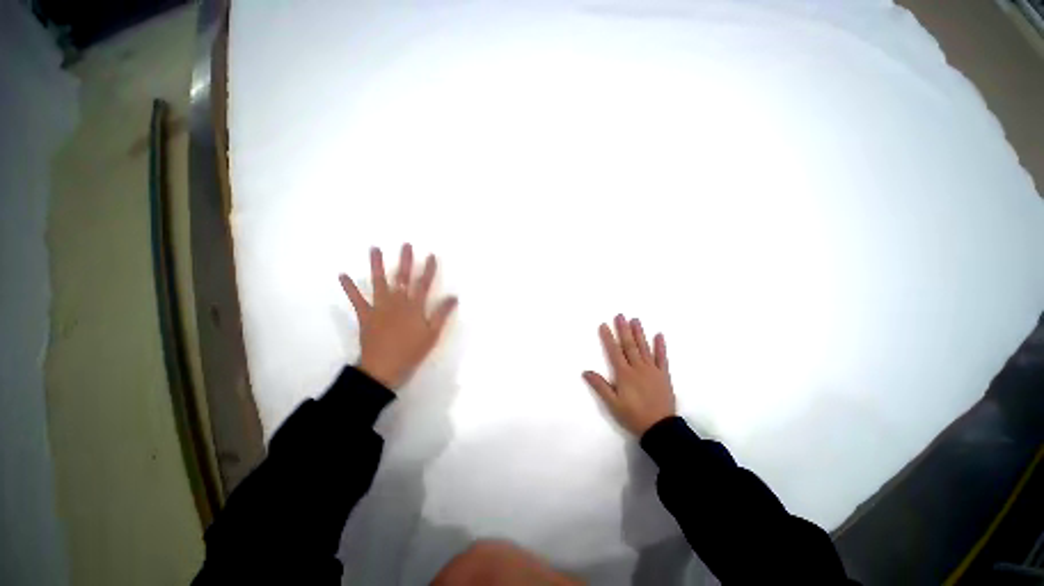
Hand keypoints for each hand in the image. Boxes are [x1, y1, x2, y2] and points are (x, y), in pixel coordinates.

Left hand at [339, 244, 457, 389]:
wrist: (384, 367)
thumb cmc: (410, 354)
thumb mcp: (431, 336)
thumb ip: (440, 315)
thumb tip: (453, 297)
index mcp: (414, 307)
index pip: (423, 284)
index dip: (428, 270)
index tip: (431, 255)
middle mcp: (397, 301)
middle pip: (402, 277)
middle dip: (405, 260)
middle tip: (406, 244)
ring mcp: (380, 306)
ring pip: (379, 281)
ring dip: (377, 264)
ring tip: (374, 249)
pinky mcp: (365, 314)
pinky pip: (356, 298)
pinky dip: (349, 287)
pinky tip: (342, 275)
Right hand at [584, 314, 675, 436]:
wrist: (658, 425)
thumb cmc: (633, 416)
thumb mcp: (613, 405)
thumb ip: (601, 387)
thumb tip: (586, 371)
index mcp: (624, 375)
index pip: (614, 352)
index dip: (608, 338)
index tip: (603, 325)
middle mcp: (638, 368)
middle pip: (629, 346)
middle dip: (623, 330)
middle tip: (620, 315)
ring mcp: (653, 370)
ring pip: (644, 348)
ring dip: (639, 333)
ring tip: (635, 320)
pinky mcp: (664, 375)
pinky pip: (662, 357)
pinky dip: (660, 346)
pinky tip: (658, 335)